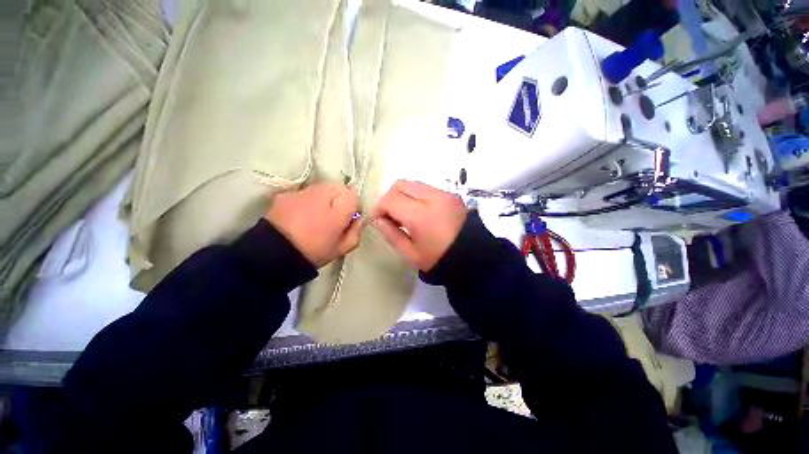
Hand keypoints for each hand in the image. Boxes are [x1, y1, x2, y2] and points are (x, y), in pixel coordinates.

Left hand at [266, 183, 361, 267]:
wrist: (275, 254)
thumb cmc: (314, 252)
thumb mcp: (342, 248)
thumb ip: (356, 231)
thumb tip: (358, 219)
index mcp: (339, 208)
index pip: (354, 196)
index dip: (354, 207)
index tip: (348, 219)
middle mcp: (323, 194)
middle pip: (339, 188)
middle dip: (341, 199)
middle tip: (334, 215)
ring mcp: (303, 192)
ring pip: (323, 188)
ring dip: (325, 197)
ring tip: (318, 215)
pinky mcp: (287, 193)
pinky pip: (305, 193)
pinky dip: (308, 200)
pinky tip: (302, 215)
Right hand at [371, 180, 467, 270]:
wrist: (475, 256)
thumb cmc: (440, 260)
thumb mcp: (411, 254)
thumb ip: (391, 234)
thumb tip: (378, 220)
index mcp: (420, 216)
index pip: (390, 199)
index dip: (379, 208)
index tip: (379, 220)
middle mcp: (432, 198)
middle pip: (400, 184)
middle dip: (390, 197)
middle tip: (390, 215)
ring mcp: (444, 193)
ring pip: (413, 183)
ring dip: (403, 195)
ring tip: (405, 214)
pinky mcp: (451, 194)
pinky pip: (426, 188)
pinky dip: (417, 196)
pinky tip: (420, 212)